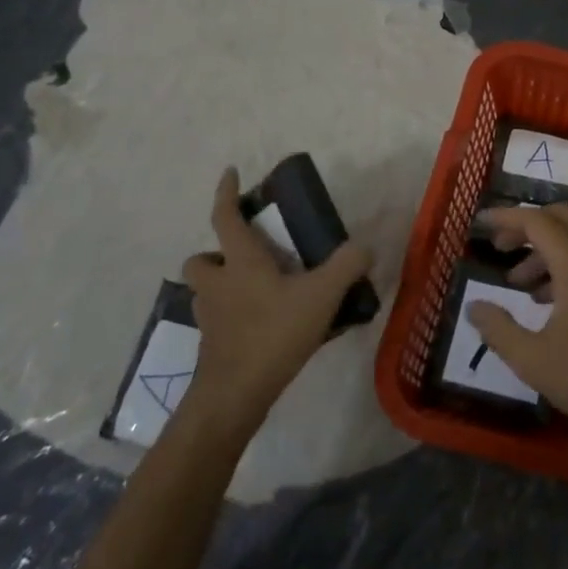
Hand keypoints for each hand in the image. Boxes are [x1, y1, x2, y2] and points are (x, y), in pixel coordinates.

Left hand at [180, 169, 372, 435]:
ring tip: (262, 292)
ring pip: (207, 291)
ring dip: (225, 286)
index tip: (230, 173)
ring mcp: (210, 317)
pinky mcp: (212, 346)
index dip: (227, 193)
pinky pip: (221, 320)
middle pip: (201, 259)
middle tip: (249, 256)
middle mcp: (218, 285)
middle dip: (218, 253)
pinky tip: (269, 327)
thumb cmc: (274, 333)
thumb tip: (366, 246)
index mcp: (240, 262)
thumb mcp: (321, 295)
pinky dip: (237, 317)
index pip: (225, 217)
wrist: (235, 395)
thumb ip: (347, 265)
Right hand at [466, 204, 567, 443]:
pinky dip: (560, 266)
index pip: (536, 222)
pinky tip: (544, 302)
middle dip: (525, 226)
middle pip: (559, 219)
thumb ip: (498, 329)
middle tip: (500, 248)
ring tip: (516, 284)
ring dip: (542, 251)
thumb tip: (474, 306)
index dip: (506, 217)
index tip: (480, 223)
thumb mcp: (533, 359)